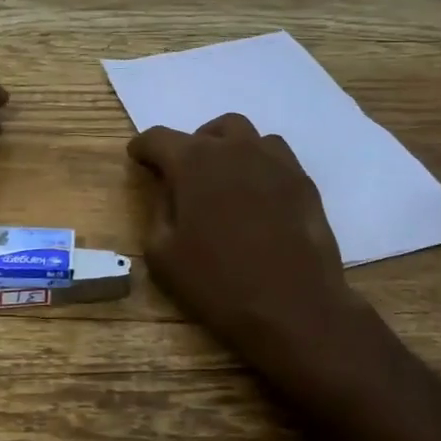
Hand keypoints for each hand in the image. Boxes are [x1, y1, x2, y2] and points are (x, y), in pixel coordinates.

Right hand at [128, 113, 366, 387]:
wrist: (294, 309)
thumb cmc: (219, 283)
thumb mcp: (163, 255)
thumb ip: (158, 211)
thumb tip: (168, 191)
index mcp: (193, 162)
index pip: (158, 138)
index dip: (143, 147)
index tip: (138, 159)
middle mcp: (234, 149)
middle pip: (206, 131)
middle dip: (190, 146)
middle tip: (185, 176)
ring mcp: (274, 161)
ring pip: (246, 136)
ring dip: (227, 149)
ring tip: (223, 180)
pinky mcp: (303, 181)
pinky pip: (275, 156)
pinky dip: (259, 164)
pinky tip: (257, 193)